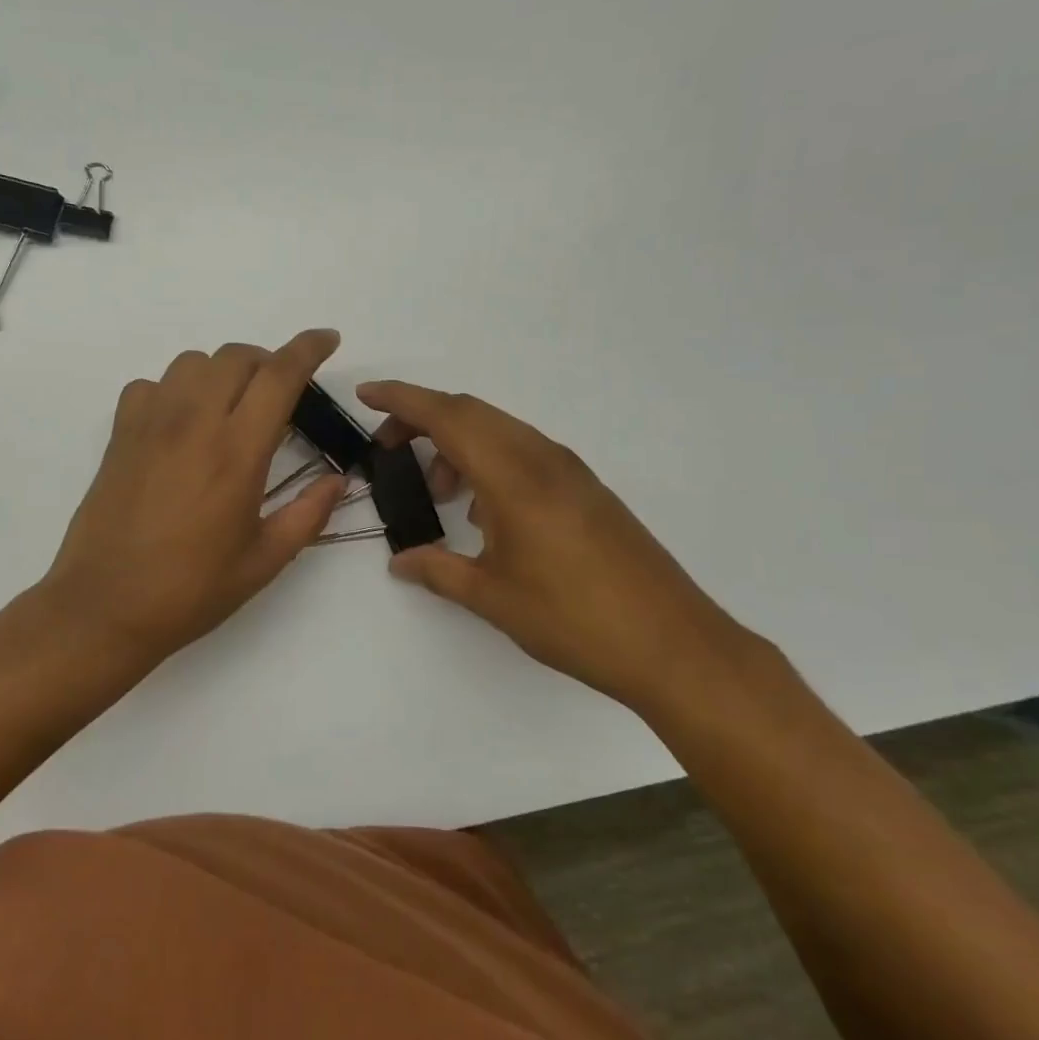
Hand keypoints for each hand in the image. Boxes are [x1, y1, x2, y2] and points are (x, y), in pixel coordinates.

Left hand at [41, 331, 349, 668]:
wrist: (105, 607)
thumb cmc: (191, 590)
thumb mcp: (263, 561)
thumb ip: (308, 515)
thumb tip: (338, 481)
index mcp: (237, 452)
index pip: (279, 375)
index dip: (308, 348)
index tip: (327, 340)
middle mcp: (194, 423)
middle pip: (235, 356)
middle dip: (266, 362)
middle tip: (278, 393)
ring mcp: (150, 425)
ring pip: (191, 363)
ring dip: (220, 373)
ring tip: (229, 407)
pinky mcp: (119, 436)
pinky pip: (149, 386)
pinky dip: (173, 390)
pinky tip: (179, 424)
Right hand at [358, 380, 769, 713]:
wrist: (672, 644)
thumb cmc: (573, 619)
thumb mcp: (491, 597)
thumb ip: (438, 570)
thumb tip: (400, 561)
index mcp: (514, 476)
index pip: (448, 416)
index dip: (401, 399)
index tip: (365, 395)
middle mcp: (543, 459)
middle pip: (472, 413)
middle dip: (422, 418)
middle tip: (388, 447)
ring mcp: (570, 472)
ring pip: (500, 431)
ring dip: (459, 444)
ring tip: (438, 491)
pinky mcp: (586, 490)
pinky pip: (524, 453)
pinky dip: (489, 461)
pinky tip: (484, 512)